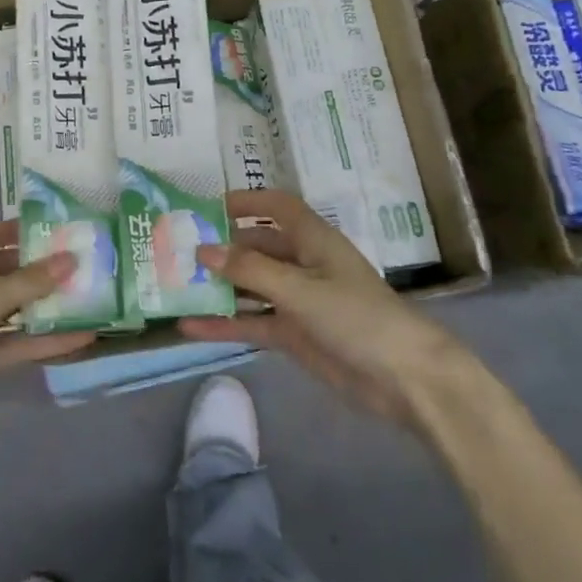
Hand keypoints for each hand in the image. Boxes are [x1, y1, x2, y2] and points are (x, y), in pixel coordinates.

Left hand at [0, 220, 92, 450]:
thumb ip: (29, 281)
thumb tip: (71, 259)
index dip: (17, 229)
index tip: (56, 229)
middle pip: (3, 270)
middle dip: (38, 268)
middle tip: (79, 263)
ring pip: (11, 309)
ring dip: (43, 305)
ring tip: (86, 297)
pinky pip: (13, 342)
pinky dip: (41, 340)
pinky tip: (78, 339)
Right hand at [180, 189, 471, 431]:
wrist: (405, 379)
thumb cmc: (357, 317)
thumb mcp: (301, 289)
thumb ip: (250, 271)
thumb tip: (203, 250)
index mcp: (313, 241)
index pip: (277, 208)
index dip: (247, 202)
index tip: (208, 206)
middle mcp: (303, 265)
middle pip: (257, 248)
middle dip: (222, 248)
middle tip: (177, 250)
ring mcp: (298, 301)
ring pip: (250, 286)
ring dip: (218, 287)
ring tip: (176, 286)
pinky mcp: (294, 334)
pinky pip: (252, 322)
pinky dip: (225, 324)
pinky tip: (190, 328)